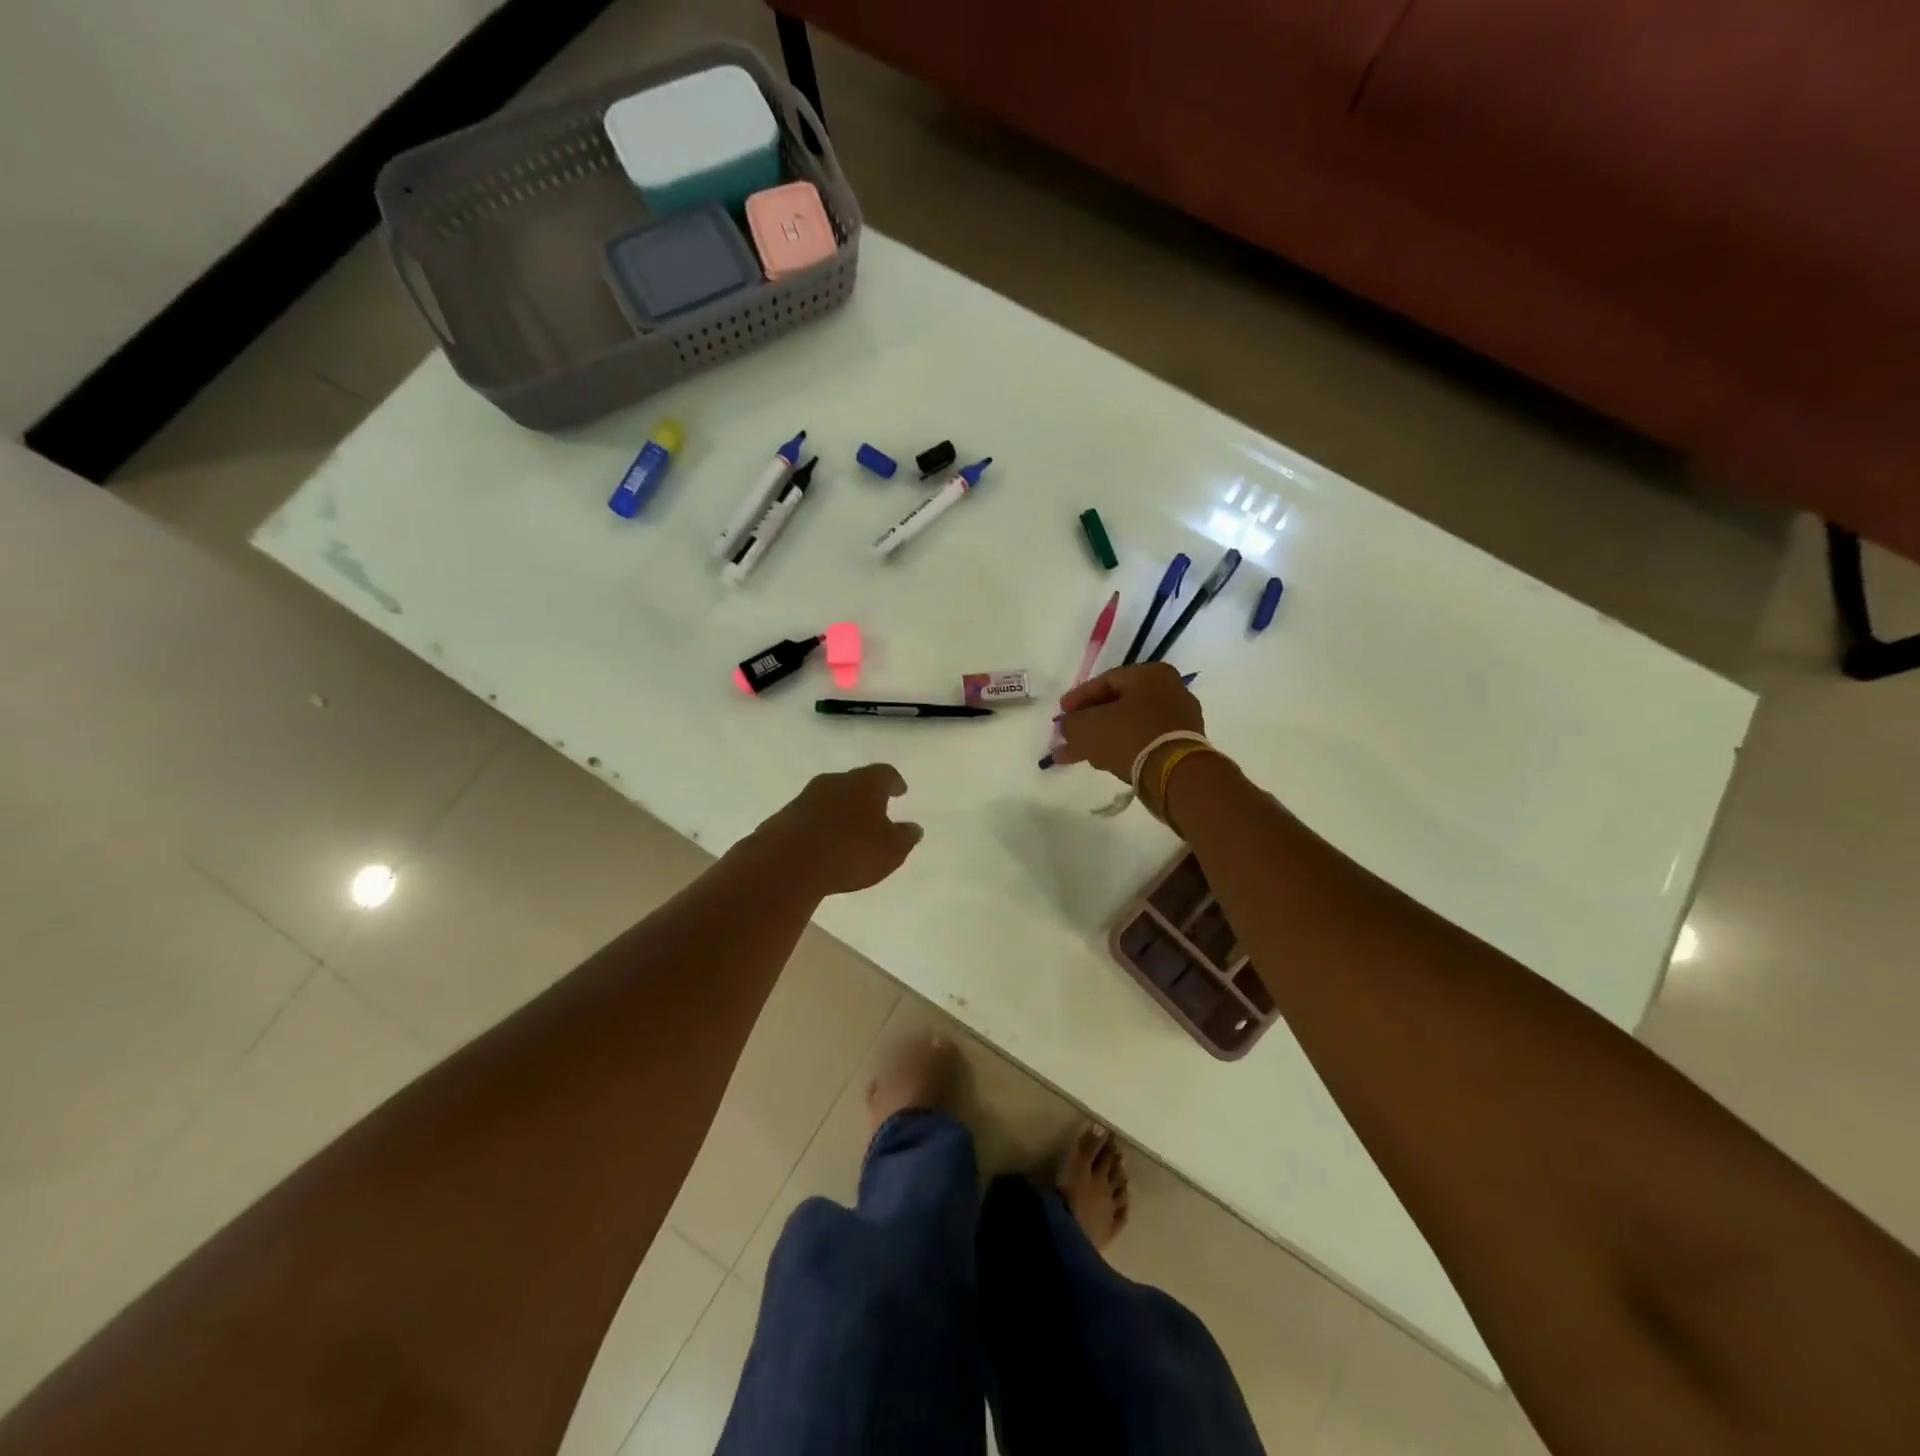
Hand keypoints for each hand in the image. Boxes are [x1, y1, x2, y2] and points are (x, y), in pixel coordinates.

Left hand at [751, 763, 923, 895]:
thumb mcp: (890, 850)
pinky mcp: (782, 819)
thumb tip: (914, 828)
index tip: (899, 790)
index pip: (884, 773)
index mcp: (864, 783)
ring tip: (847, 831)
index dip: (893, 782)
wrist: (787, 863)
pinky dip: (818, 827)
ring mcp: (804, 798)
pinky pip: (807, 818)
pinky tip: (821, 846)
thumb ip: (904, 837)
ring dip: (838, 811)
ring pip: (828, 799)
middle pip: (853, 783)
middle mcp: (834, 782)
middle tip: (873, 810)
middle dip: (864, 796)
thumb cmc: (850, 851)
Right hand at [1055, 664, 1205, 780]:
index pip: (1104, 681)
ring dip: (1101, 739)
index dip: (1077, 698)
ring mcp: (1179, 718)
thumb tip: (1067, 726)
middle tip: (1067, 736)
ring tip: (1077, 755)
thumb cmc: (1129, 736)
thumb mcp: (1087, 726)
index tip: (1060, 714)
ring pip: (1129, 725)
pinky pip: (1143, 741)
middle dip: (1088, 723)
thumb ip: (1070, 723)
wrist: (1174, 774)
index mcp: (1150, 674)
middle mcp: (1169, 690)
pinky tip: (1102, 762)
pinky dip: (1121, 749)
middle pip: (1117, 705)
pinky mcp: (1182, 744)